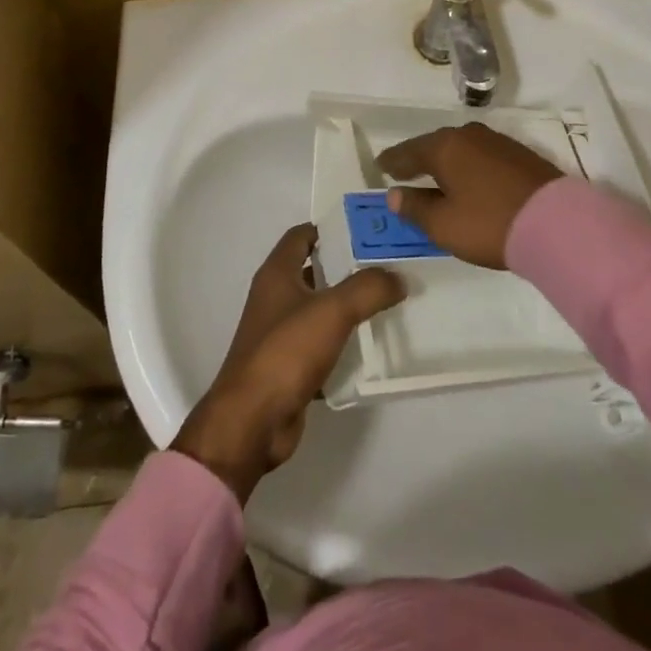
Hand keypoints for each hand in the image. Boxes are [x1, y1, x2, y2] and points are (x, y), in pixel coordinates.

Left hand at [172, 224, 403, 502]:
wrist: (252, 422)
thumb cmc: (286, 352)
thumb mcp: (332, 311)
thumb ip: (368, 288)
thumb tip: (398, 277)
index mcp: (277, 274)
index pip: (301, 236)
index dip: (330, 227)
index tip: (366, 228)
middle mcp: (275, 298)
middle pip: (314, 271)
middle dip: (348, 266)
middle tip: (387, 264)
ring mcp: (280, 334)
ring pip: (320, 309)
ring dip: (348, 306)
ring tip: (388, 300)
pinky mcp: (289, 367)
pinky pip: (322, 345)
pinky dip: (344, 343)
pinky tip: (372, 344)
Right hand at [377, 122, 562, 269]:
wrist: (557, 223)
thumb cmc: (489, 223)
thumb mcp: (443, 224)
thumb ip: (415, 208)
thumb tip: (395, 194)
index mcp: (444, 146)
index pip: (408, 151)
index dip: (393, 161)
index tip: (381, 166)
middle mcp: (469, 135)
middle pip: (435, 145)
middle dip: (419, 158)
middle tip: (405, 171)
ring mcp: (498, 142)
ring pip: (461, 149)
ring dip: (446, 162)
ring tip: (437, 177)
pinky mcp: (520, 154)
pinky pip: (481, 156)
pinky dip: (469, 166)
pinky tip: (470, 180)